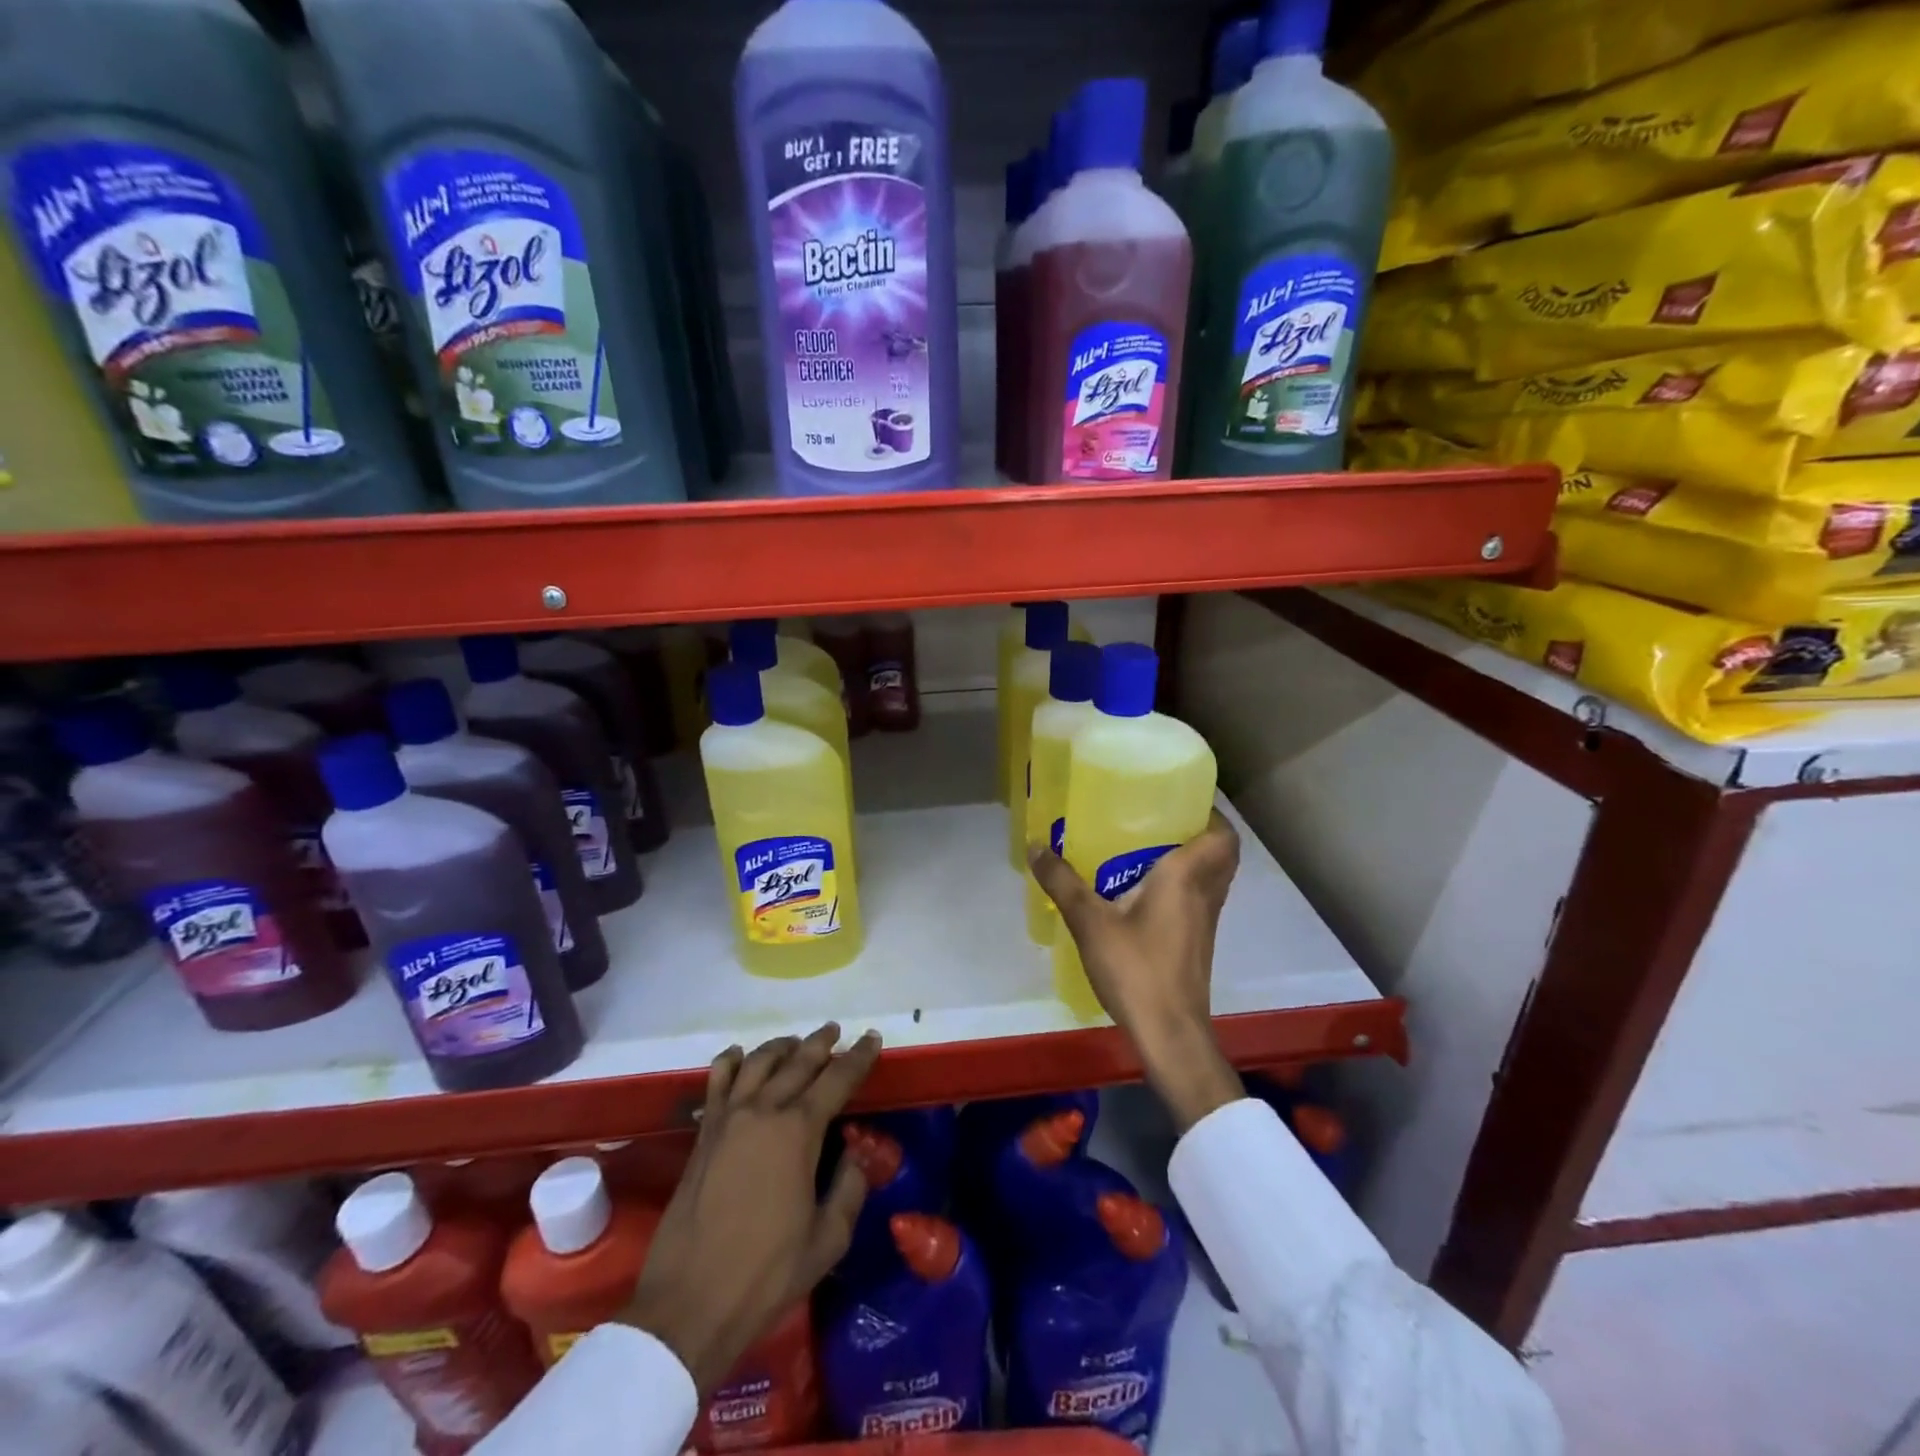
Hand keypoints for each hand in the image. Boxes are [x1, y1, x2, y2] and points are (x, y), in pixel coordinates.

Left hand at [625, 1023, 880, 1392]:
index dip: (858, 1057)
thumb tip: (856, 1155)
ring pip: (758, 1062)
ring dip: (781, 1047)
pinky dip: (730, 1061)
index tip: (872, 1038)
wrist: (690, 1304)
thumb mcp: (828, 1240)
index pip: (837, 1079)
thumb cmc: (767, 1274)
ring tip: (794, 1042)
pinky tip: (738, 1055)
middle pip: (798, 1061)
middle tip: (835, 1031)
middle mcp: (764, 1111)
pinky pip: (717, 1082)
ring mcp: (728, 1118)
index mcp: (799, 1131)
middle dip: (821, 1043)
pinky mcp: (703, 1134)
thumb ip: (849, 1189)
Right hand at [1030, 811, 1244, 1131]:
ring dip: (1192, 860)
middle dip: (1198, 832)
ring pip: (1211, 877)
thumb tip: (1036, 845)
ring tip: (1147, 848)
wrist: (1169, 1032)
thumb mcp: (1090, 922)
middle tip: (1160, 820)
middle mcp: (1205, 893)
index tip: (1180, 799)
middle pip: (1221, 853)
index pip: (1221, 835)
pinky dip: (1182, 886)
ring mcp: (1205, 921)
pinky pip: (1198, 898)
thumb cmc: (1136, 968)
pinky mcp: (1197, 942)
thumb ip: (1063, 882)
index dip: (1210, 813)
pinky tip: (1143, 892)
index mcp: (1187, 876)